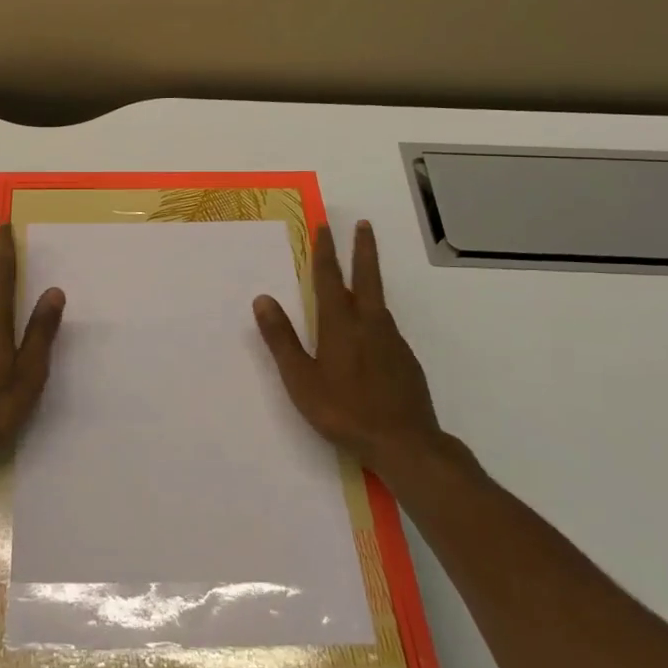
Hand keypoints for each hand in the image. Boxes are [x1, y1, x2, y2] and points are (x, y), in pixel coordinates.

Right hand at [253, 221, 444, 474]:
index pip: (329, 278)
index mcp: (340, 324)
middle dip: (363, 249)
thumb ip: (281, 338)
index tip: (324, 227)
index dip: (325, 251)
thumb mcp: (301, 379)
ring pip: (378, 300)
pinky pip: (385, 325)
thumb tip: (262, 298)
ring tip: (361, 272)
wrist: (405, 443)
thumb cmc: (344, 411)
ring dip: (369, 278)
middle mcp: (369, 323)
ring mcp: (391, 340)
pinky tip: (370, 328)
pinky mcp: (405, 359)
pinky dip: (375, 312)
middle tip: (363, 225)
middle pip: (366, 277)